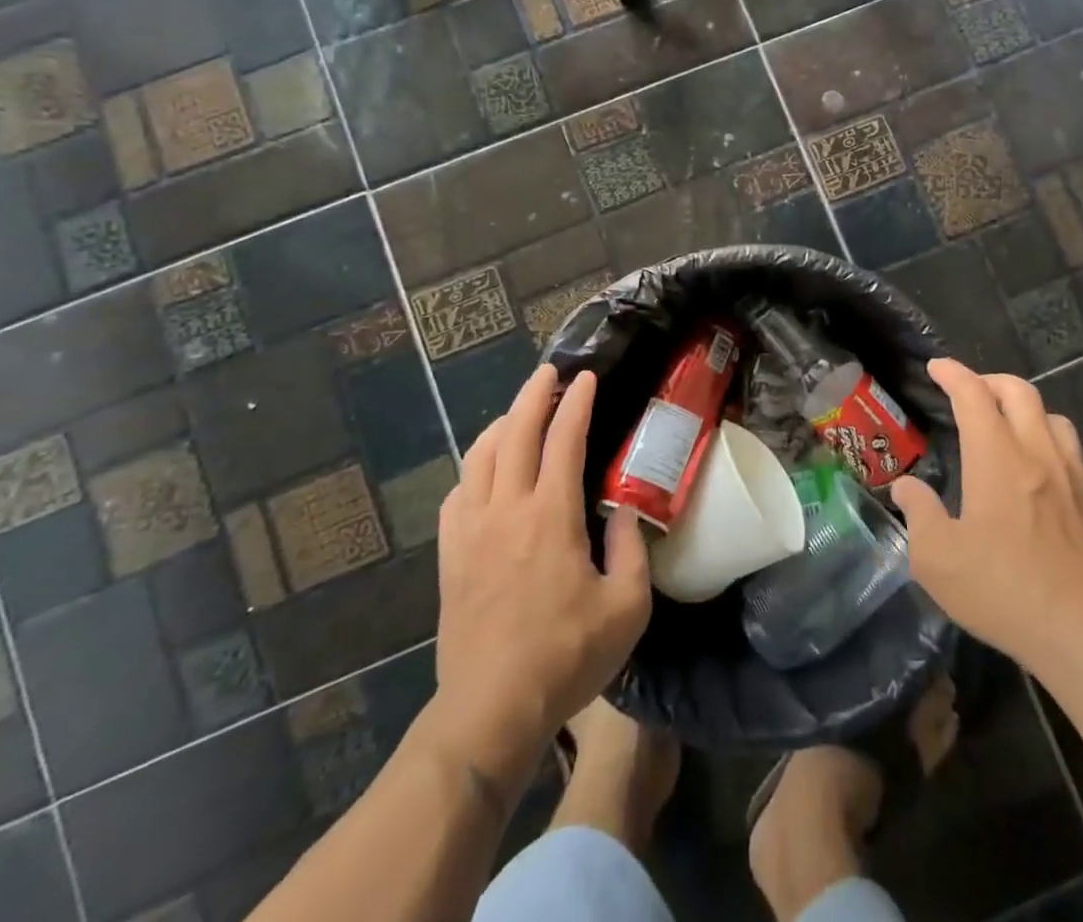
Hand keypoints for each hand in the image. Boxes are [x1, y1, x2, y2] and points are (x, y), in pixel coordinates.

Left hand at [426, 366, 651, 794]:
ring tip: (519, 413)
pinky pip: (458, 493)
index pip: (564, 440)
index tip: (586, 378)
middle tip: (549, 373)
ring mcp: (471, 530)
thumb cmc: (566, 657)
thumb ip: (632, 549)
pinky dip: (474, 468)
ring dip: (502, 424)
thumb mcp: (627, 607)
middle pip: (516, 433)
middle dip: (533, 395)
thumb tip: (626, 510)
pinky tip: (486, 472)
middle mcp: (507, 510)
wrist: (489, 710)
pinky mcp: (450, 555)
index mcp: (551, 516)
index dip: (576, 404)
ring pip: (480, 456)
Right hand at [891, 358, 1082, 673]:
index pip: (973, 394)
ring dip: (1026, 409)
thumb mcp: (937, 559)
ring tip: (1008, 425)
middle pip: (1019, 391)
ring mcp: (1073, 476)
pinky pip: (1073, 452)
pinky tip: (1042, 471)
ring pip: (1053, 417)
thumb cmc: (1003, 590)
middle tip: (970, 390)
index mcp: (996, 457)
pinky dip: (1051, 443)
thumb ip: (918, 514)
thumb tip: (905, 487)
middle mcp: (1037, 453)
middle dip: (990, 380)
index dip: (953, 373)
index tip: (936, 367)